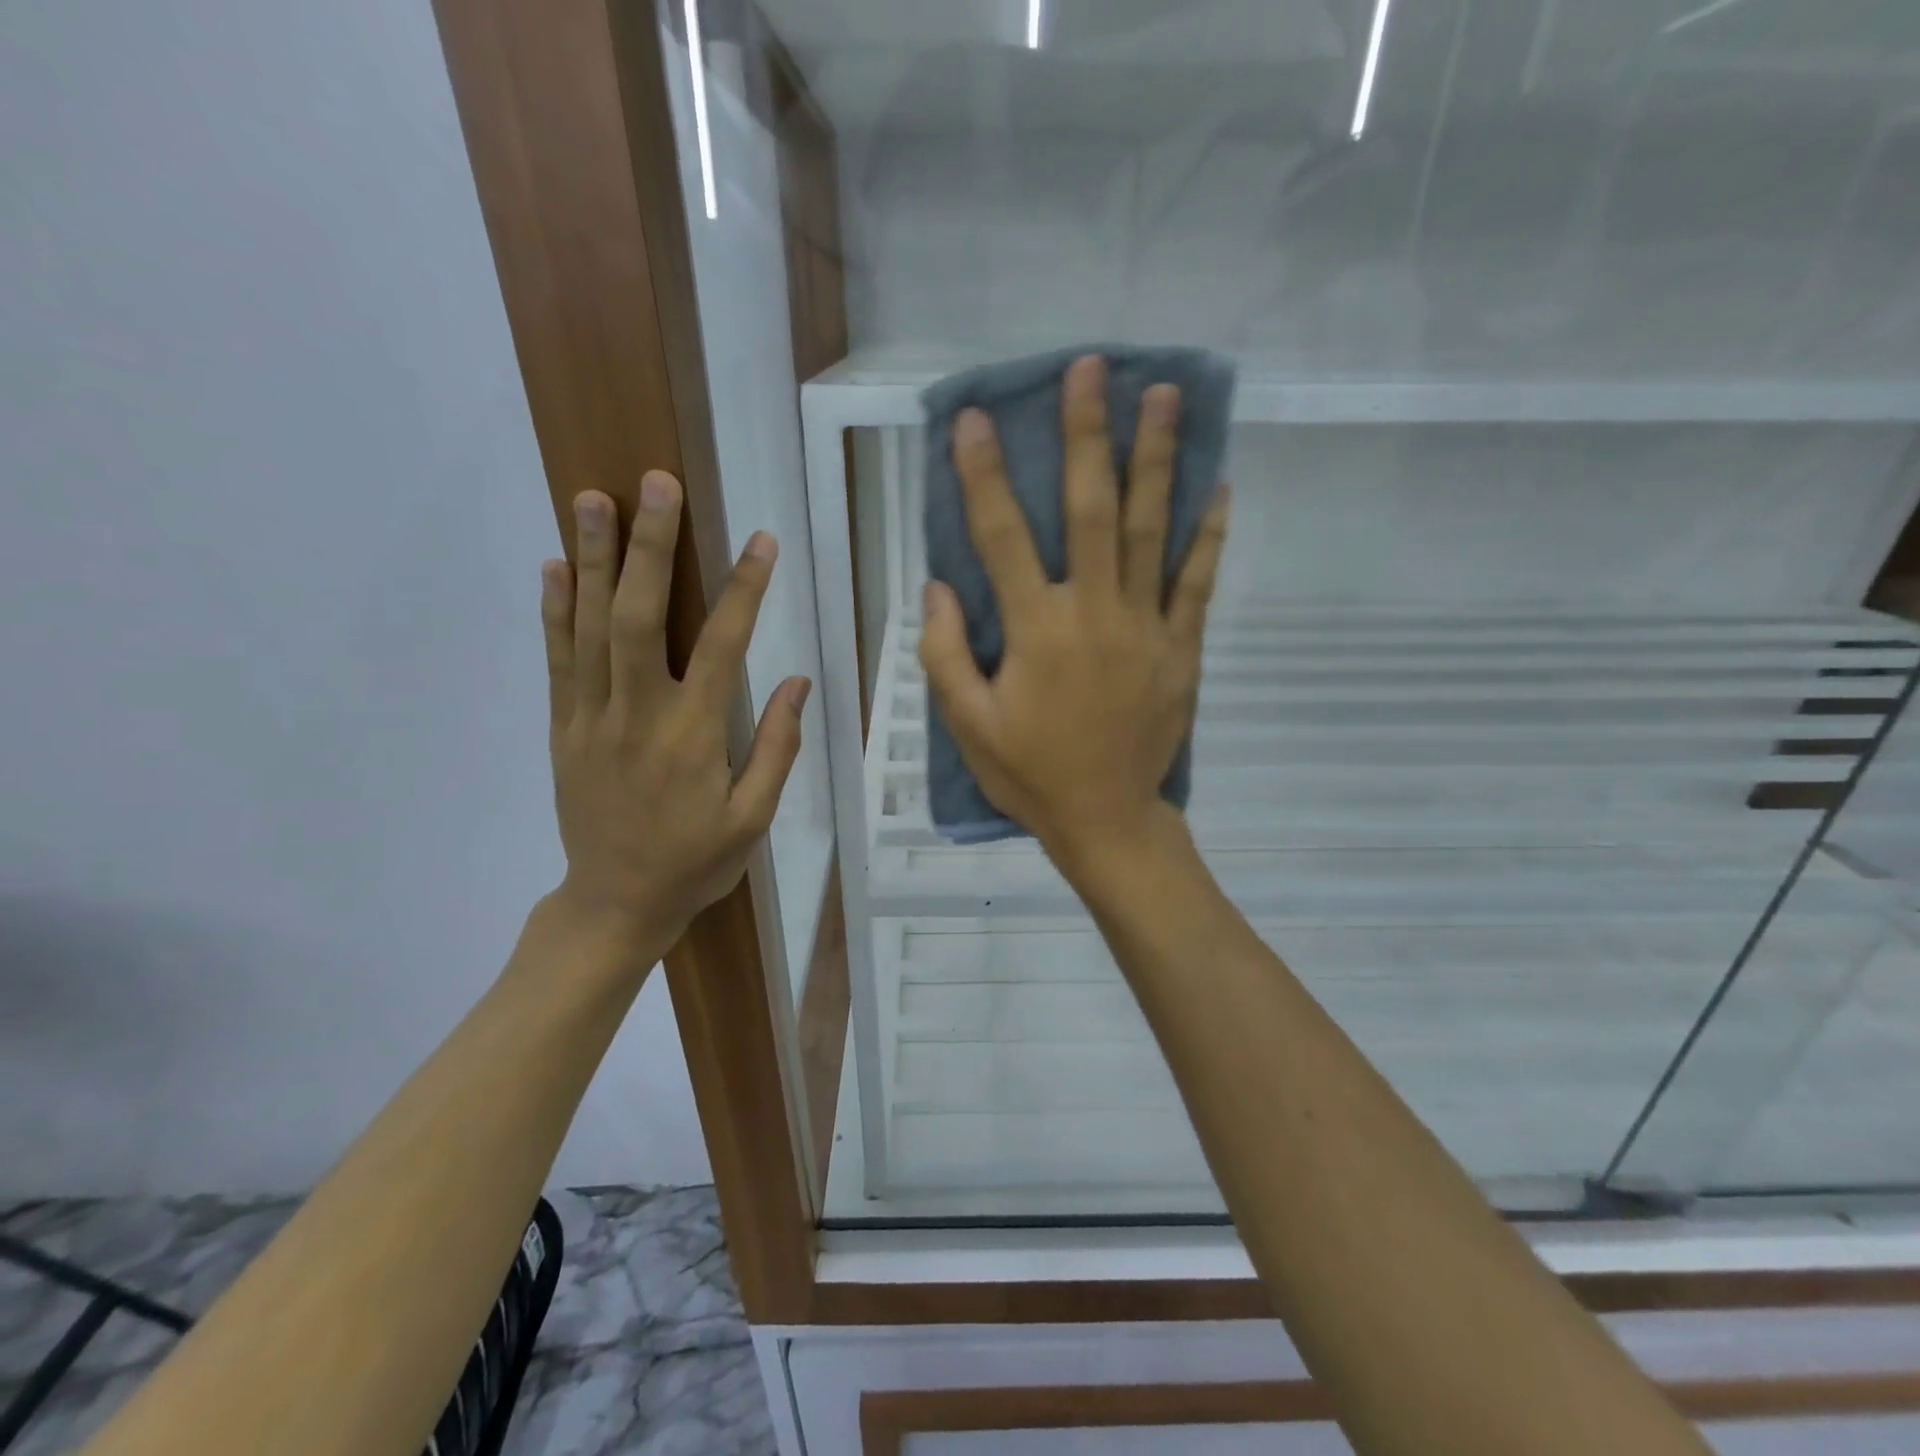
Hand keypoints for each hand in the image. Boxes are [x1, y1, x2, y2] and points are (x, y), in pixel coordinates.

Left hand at [541, 472, 807, 952]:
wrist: (615, 903)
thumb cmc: (696, 862)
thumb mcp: (753, 818)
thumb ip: (775, 747)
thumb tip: (795, 680)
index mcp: (693, 736)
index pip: (723, 646)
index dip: (744, 589)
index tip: (761, 541)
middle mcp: (638, 714)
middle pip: (639, 615)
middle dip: (649, 545)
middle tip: (655, 484)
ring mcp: (591, 717)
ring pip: (589, 625)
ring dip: (591, 557)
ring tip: (591, 497)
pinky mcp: (563, 727)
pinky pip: (557, 659)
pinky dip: (555, 609)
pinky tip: (555, 565)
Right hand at [918, 353, 1228, 870]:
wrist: (1107, 819)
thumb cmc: (1030, 774)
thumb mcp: (968, 725)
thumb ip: (942, 655)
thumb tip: (936, 586)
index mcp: (1035, 632)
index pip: (1003, 537)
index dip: (984, 476)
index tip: (975, 419)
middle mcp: (1093, 614)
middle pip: (1092, 510)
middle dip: (1088, 435)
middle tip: (1092, 368)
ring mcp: (1146, 628)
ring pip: (1153, 530)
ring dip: (1158, 458)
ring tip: (1165, 395)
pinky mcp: (1182, 648)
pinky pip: (1198, 582)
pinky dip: (1209, 533)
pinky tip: (1218, 486)